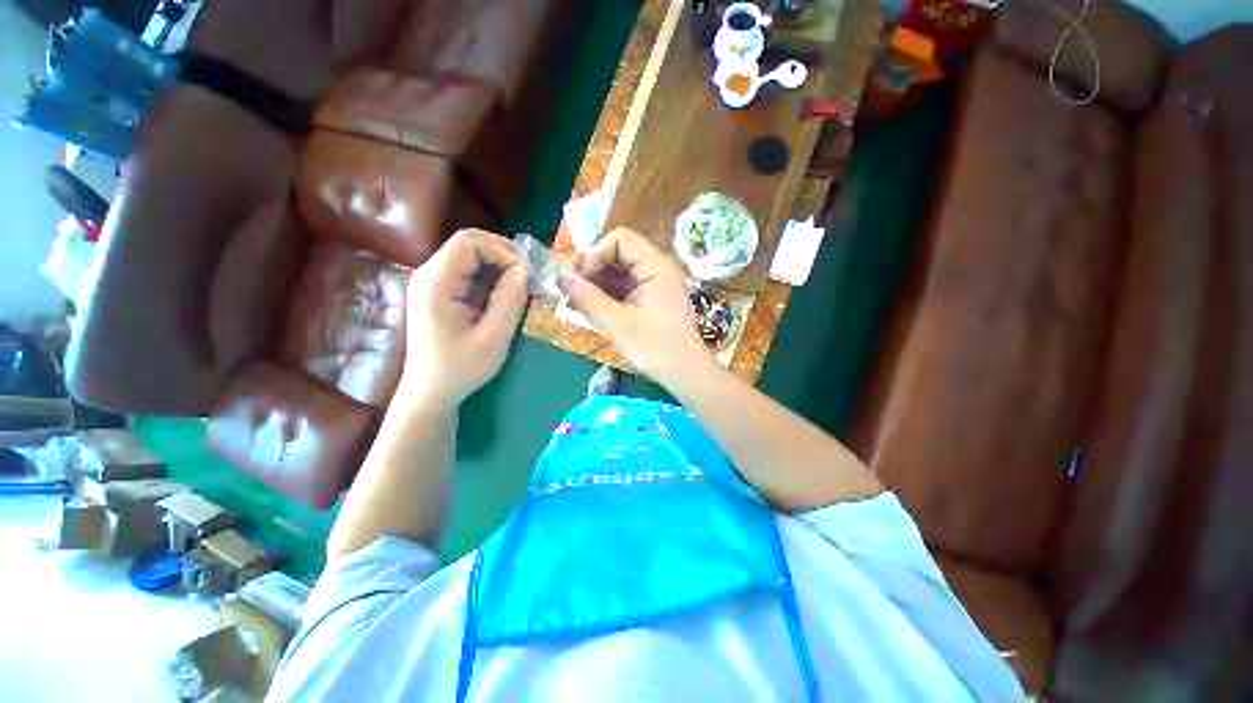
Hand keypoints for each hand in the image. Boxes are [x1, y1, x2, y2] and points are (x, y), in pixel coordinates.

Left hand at [399, 229, 528, 407]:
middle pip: (470, 245)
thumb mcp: (493, 337)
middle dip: (504, 256)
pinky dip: (493, 280)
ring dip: (501, 268)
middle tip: (529, 278)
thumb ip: (510, 300)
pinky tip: (507, 297)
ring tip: (522, 288)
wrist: (432, 392)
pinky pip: (471, 274)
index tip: (526, 274)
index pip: (469, 242)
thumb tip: (525, 270)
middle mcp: (430, 275)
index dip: (502, 250)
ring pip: (472, 258)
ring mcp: (434, 284)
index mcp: (436, 282)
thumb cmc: (460, 368)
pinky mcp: (442, 294)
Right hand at [560, 227, 711, 384]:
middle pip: (617, 254)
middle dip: (592, 270)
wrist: (685, 374)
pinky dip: (606, 296)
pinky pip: (624, 289)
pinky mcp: (650, 300)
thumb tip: (562, 277)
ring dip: (596, 285)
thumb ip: (588, 299)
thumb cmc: (656, 349)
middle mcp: (656, 269)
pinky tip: (588, 310)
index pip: (619, 240)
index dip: (595, 254)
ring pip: (618, 273)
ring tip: (575, 304)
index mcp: (655, 266)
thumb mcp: (618, 324)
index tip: (580, 279)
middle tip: (572, 293)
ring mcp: (654, 285)